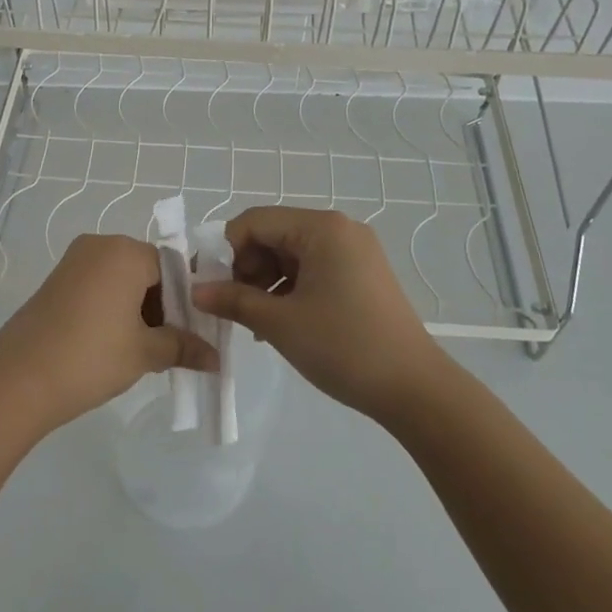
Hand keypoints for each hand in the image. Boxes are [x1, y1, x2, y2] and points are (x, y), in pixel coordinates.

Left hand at [0, 234, 214, 435]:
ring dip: (140, 310)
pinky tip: (118, 344)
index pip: (174, 267)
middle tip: (176, 346)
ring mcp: (74, 262)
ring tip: (148, 351)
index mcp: (126, 251)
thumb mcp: (145, 353)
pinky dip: (115, 309)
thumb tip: (215, 358)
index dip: (190, 301)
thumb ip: (183, 347)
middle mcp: (100, 245)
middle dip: (165, 306)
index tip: (198, 333)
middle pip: (148, 271)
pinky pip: (99, 287)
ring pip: (123, 280)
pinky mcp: (56, 281)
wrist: (18, 379)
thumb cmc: (91, 356)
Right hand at [192, 207, 439, 419]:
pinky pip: (312, 269)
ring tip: (254, 321)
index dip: (225, 250)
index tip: (209, 286)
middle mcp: (339, 229)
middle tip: (232, 306)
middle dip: (246, 268)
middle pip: (273, 234)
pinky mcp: (361, 274)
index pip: (254, 221)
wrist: (414, 389)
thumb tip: (196, 291)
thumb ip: (233, 300)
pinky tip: (278, 322)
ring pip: (290, 254)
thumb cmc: (344, 346)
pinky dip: (289, 289)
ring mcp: (354, 251)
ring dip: (265, 282)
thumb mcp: (280, 323)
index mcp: (322, 228)